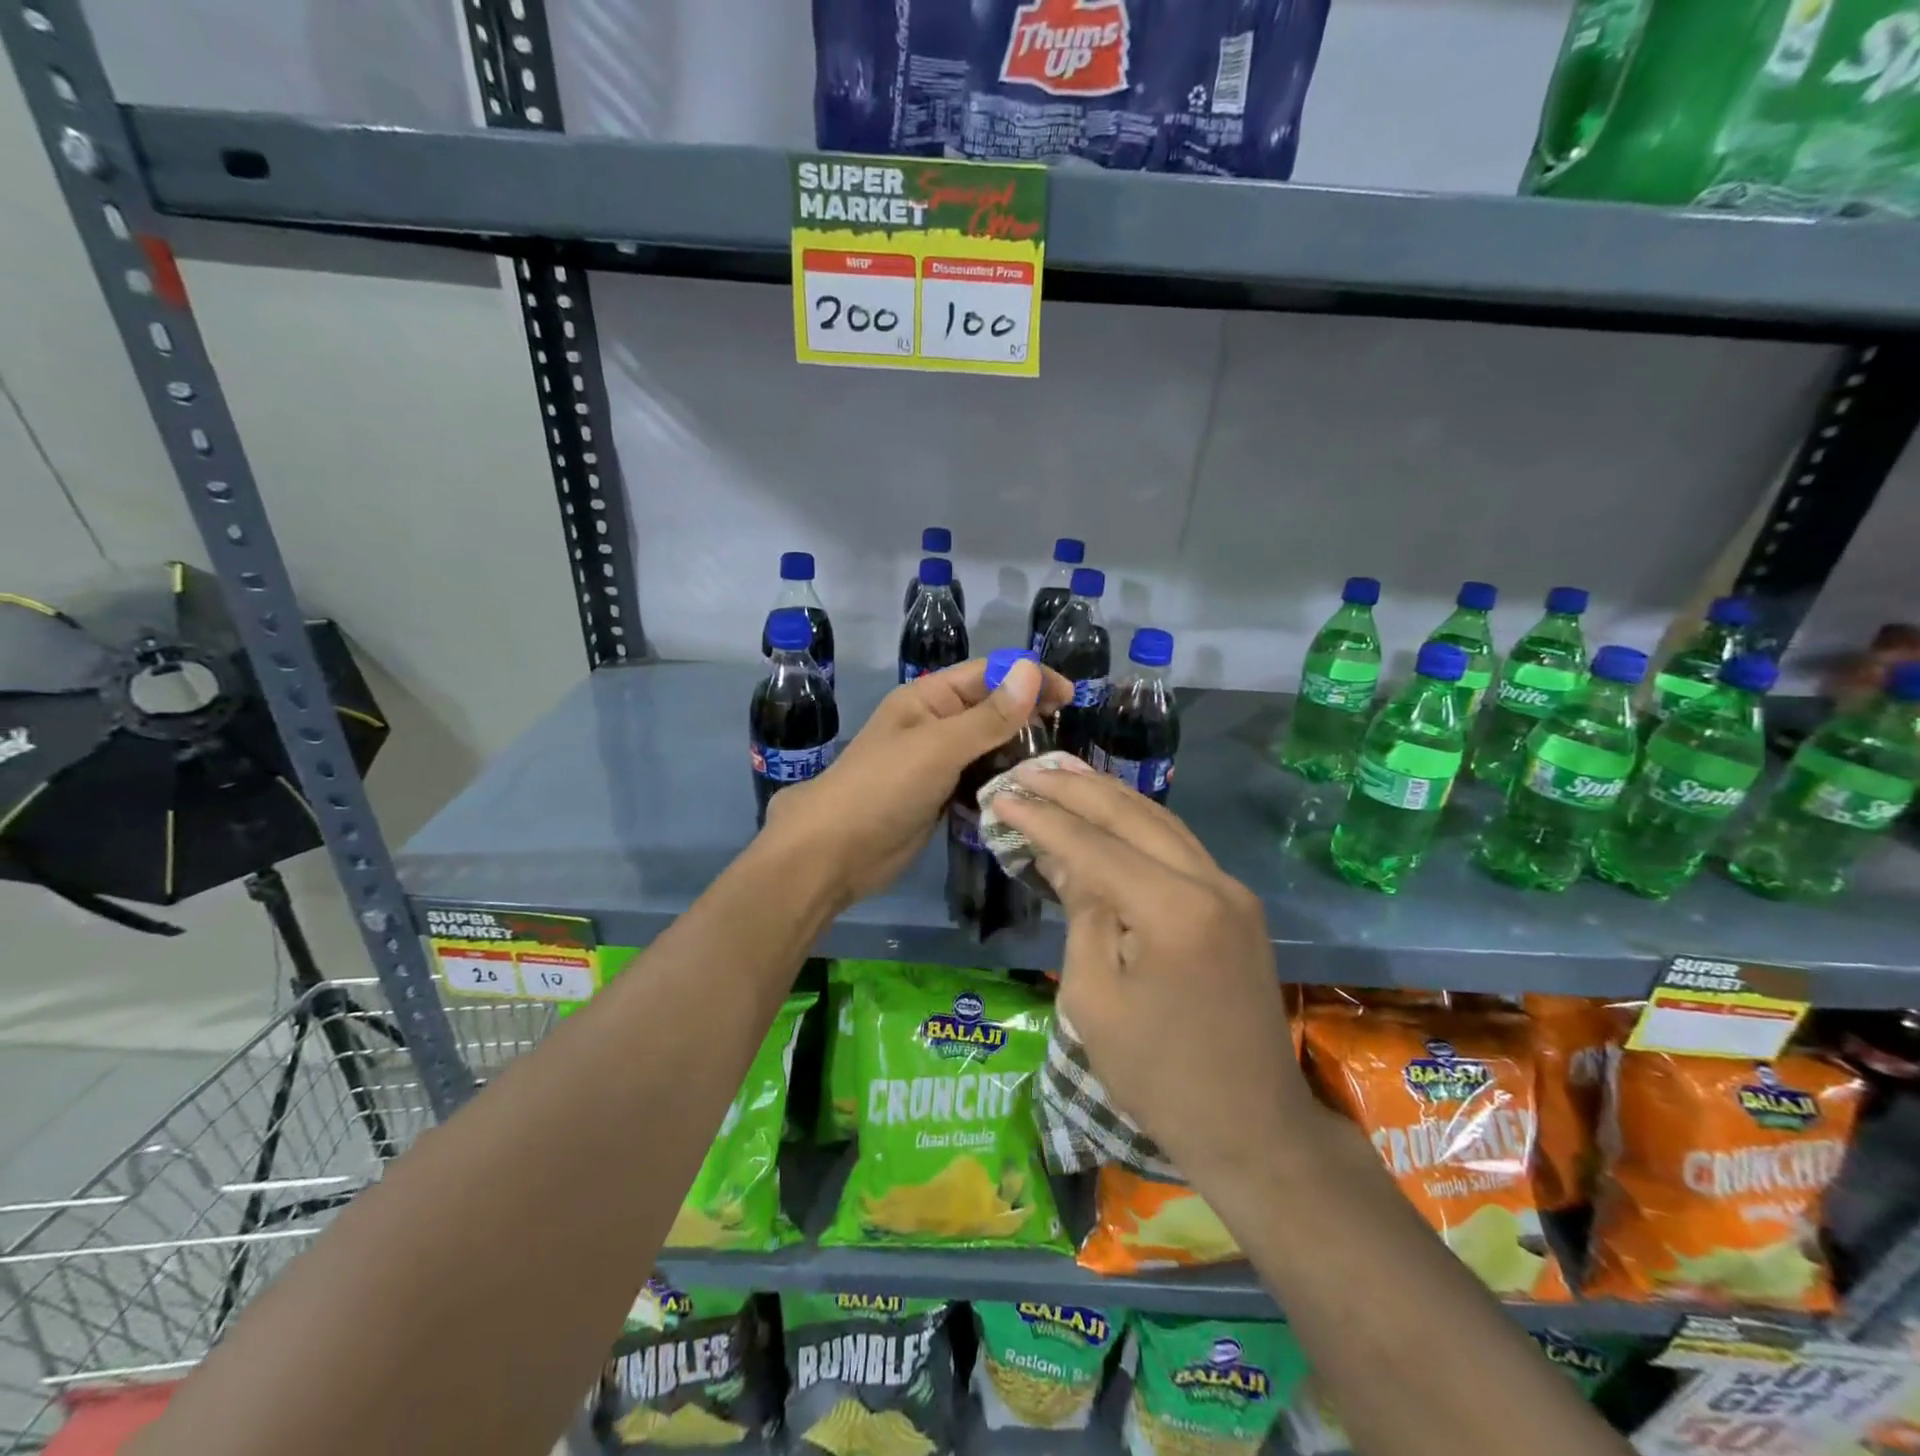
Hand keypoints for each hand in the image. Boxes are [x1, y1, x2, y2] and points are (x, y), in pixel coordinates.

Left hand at [764, 658, 1070, 908]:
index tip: (1070, 696)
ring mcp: (937, 762)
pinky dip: (1001, 783)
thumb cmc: (882, 788)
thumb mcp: (938, 747)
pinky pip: (979, 780)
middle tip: (1065, 741)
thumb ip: (988, 716)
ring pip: (988, 747)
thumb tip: (1032, 671)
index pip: (988, 674)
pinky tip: (1027, 794)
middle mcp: (935, 724)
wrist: (834, 852)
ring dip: (1017, 754)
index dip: (1028, 678)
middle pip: (991, 710)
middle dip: (1028, 718)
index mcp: (928, 698)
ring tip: (1053, 770)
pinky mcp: (940, 795)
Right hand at [992, 767, 1309, 1183]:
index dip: (1043, 820)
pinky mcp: (1237, 904)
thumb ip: (1082, 914)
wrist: (1252, 1125)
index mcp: (1173, 909)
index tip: (1002, 796)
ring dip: (1108, 797)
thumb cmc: (1157, 1075)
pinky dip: (1138, 824)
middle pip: (1132, 816)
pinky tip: (1109, 814)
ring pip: (1161, 821)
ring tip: (1062, 777)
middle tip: (1028, 772)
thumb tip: (1066, 859)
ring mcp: (1231, 890)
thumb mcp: (1093, 997)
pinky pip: (1179, 847)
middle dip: (1075, 790)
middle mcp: (1210, 882)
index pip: (1093, 846)